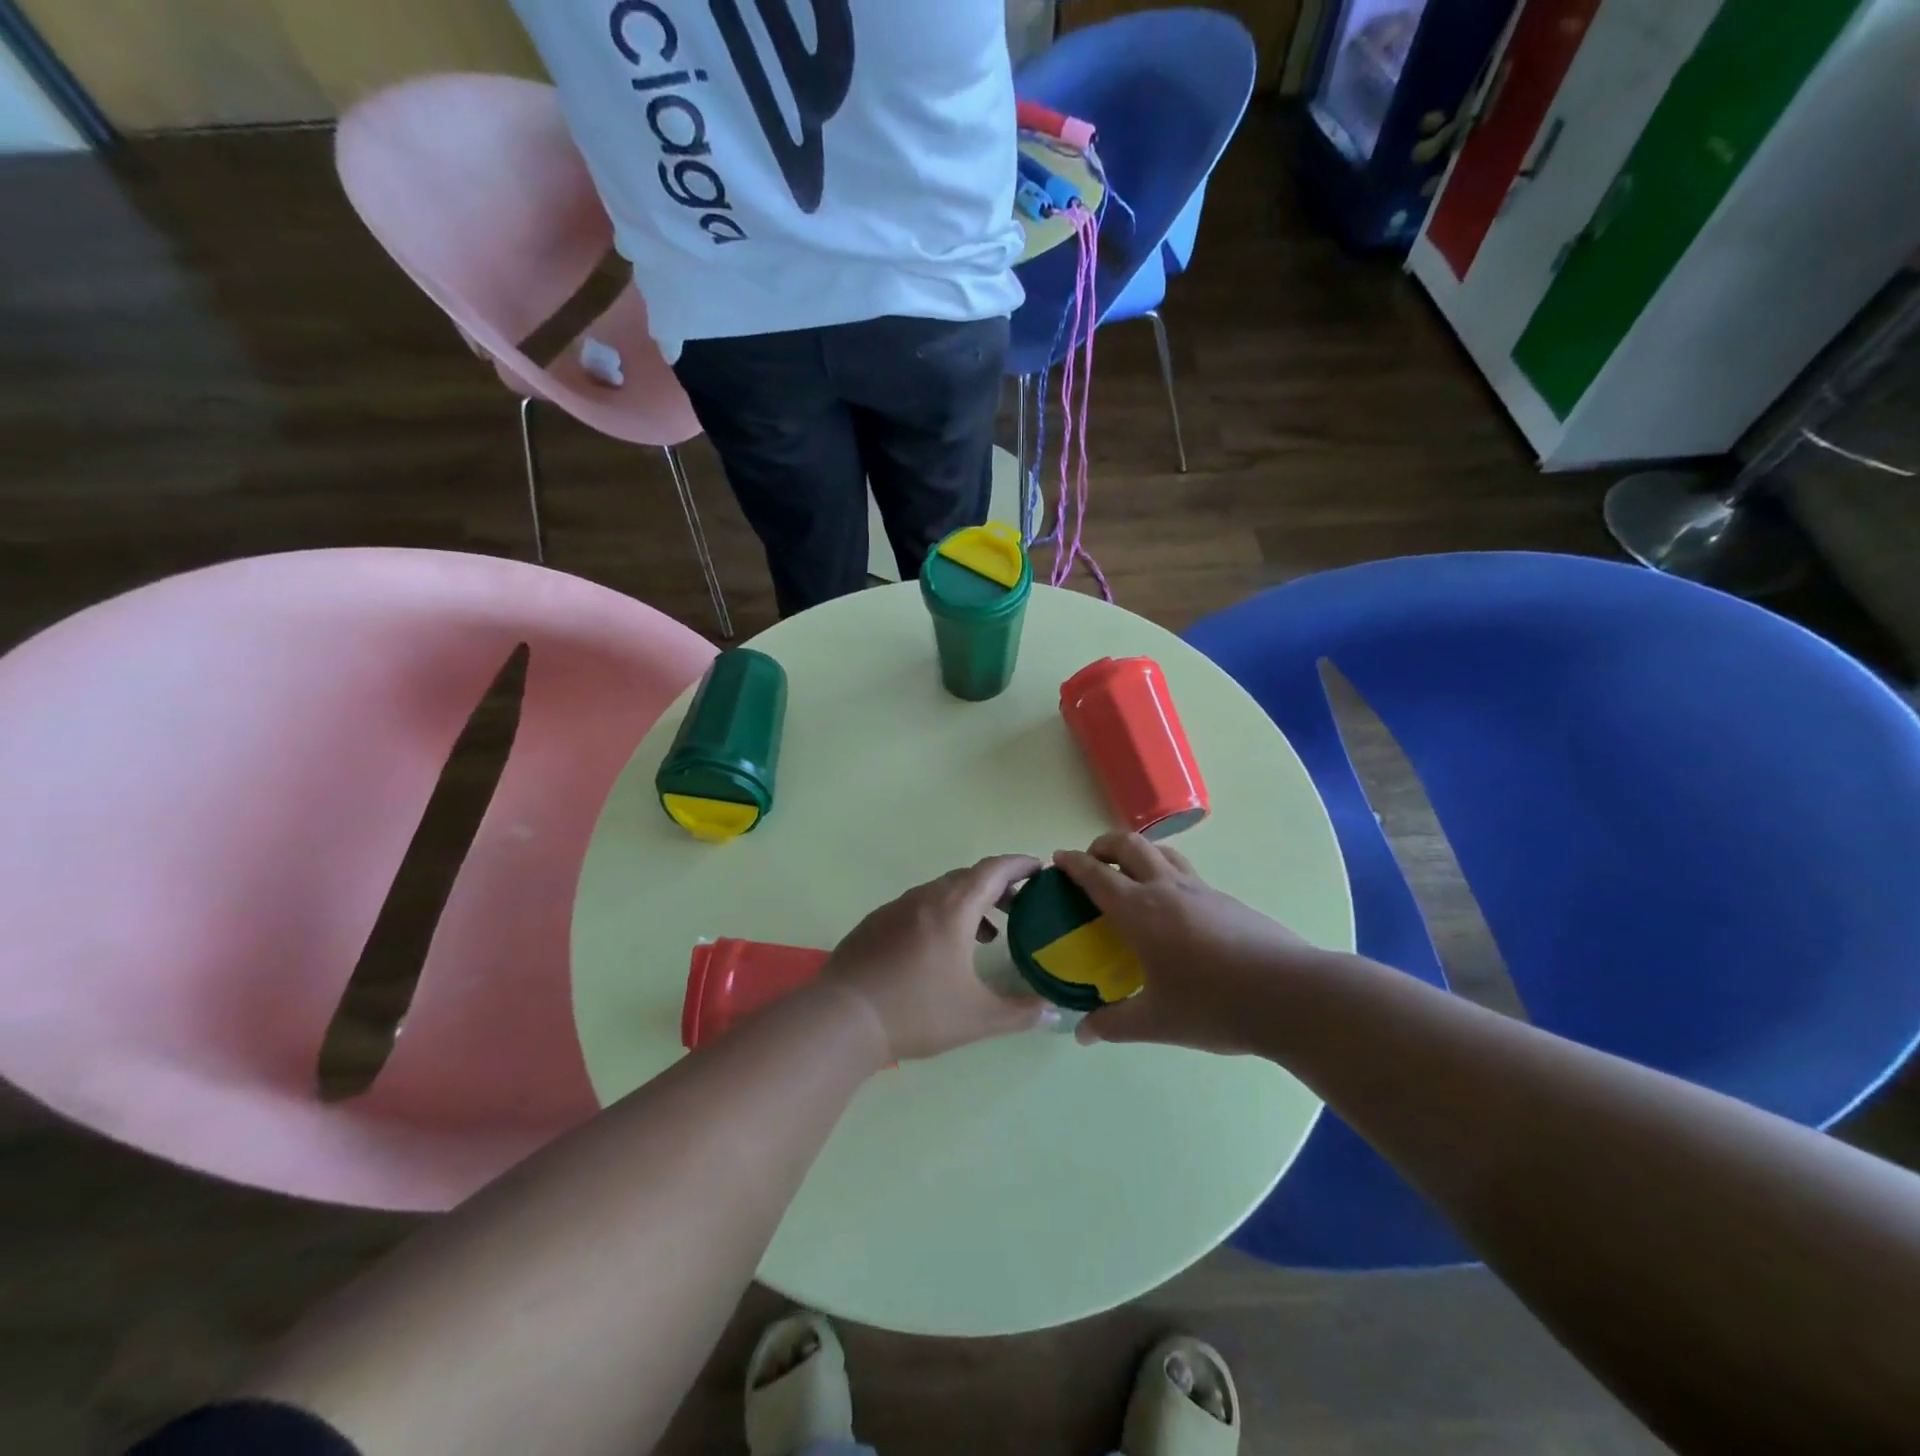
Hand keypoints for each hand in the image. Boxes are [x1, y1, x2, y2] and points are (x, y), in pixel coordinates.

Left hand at [823, 855, 1052, 1061]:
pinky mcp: (874, 923)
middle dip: (997, 886)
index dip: (1019, 865)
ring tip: (986, 935)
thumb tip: (1053, 1013)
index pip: (993, 870)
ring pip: (940, 892)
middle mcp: (924, 898)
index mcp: (953, 909)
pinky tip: (939, 949)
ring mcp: (895, 908)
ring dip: (968, 903)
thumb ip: (1020, 1014)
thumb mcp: (977, 1018)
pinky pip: (917, 906)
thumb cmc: (916, 1012)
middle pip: (968, 877)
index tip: (1039, 868)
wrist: (843, 1018)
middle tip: (1019, 906)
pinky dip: (940, 914)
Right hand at [1054, 833, 1333, 1054]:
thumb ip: (1114, 1024)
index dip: (1073, 863)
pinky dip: (1166, 872)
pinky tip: (1173, 907)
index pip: (1097, 875)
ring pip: (1162, 851)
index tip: (1058, 858)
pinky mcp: (1227, 900)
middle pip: (1129, 845)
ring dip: (1138, 852)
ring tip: (1130, 874)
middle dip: (1104, 845)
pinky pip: (1186, 872)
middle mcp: (1167, 889)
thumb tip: (1082, 1034)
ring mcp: (1202, 890)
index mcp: (1141, 912)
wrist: (1292, 995)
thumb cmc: (1215, 1006)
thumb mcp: (1157, 1022)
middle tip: (1092, 861)